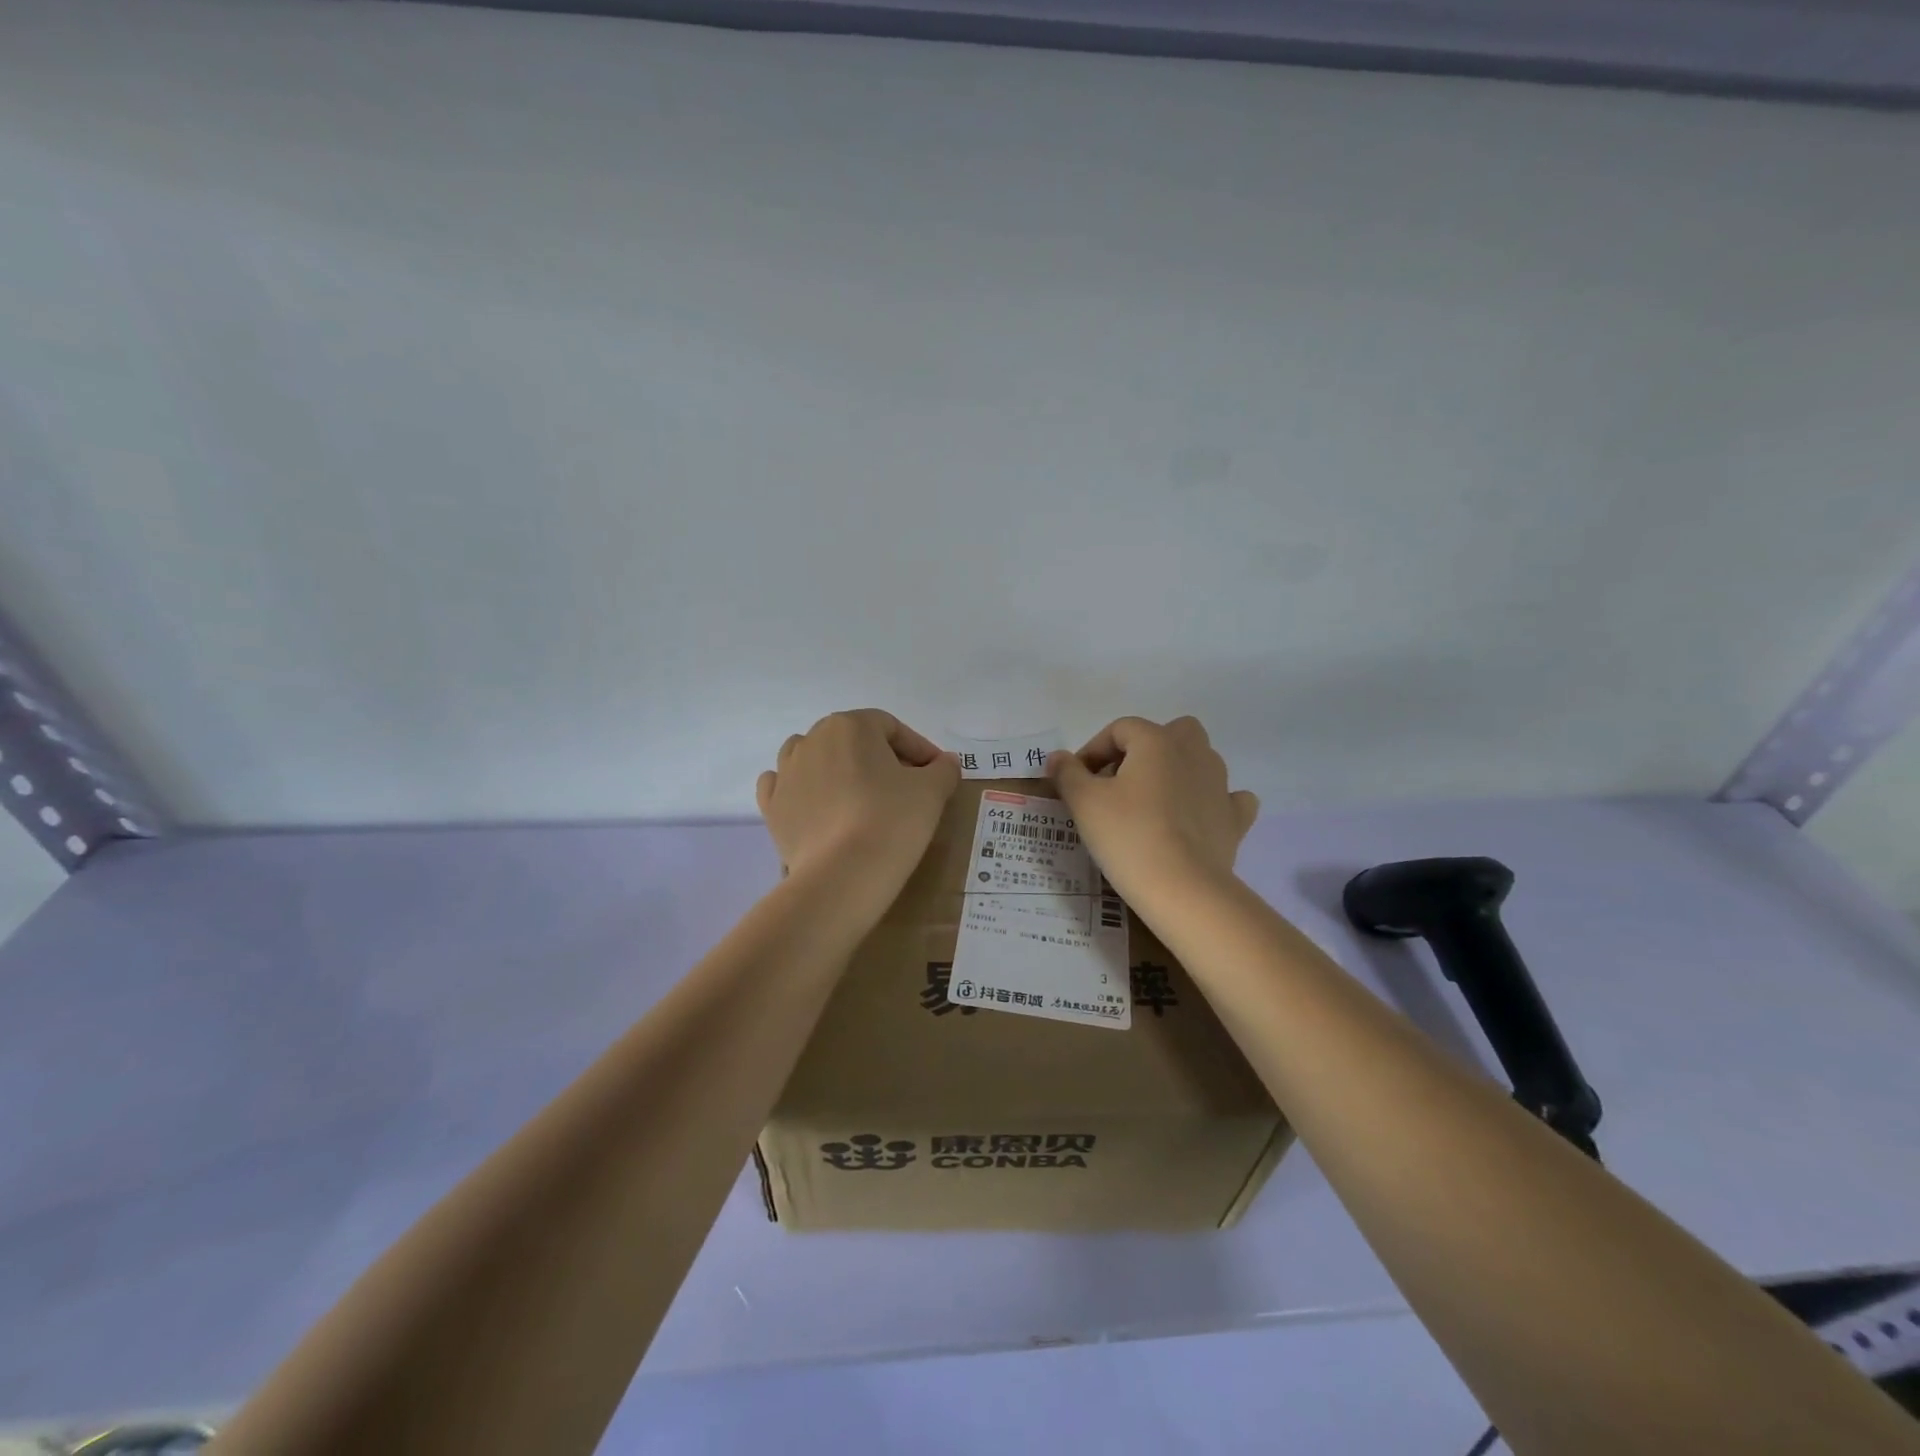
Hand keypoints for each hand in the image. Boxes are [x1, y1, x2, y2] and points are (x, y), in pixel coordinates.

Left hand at [756, 710, 961, 892]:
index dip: (918, 749)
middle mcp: (812, 739)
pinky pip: (786, 786)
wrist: (842, 875)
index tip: (935, 774)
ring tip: (860, 798)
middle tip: (905, 788)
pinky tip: (819, 806)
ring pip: (816, 758)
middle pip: (853, 740)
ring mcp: (786, 772)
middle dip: (881, 759)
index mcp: (850, 725)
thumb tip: (945, 762)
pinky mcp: (772, 806)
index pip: (892, 728)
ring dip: (839, 770)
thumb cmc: (892, 821)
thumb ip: (942, 769)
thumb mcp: (932, 791)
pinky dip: (803, 790)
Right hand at [1047, 716, 1258, 906]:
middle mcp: (1193, 752)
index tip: (1078, 781)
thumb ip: (1067, 773)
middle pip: (1169, 733)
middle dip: (1143, 750)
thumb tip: (1058, 757)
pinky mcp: (1234, 818)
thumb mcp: (1084, 803)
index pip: (1120, 729)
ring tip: (1149, 804)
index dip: (1094, 750)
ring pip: (1198, 760)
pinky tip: (1194, 817)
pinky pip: (1226, 797)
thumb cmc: (1128, 836)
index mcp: (1157, 741)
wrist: (1182, 888)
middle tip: (1118, 783)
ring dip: (1175, 772)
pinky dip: (1209, 801)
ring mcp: (1220, 784)